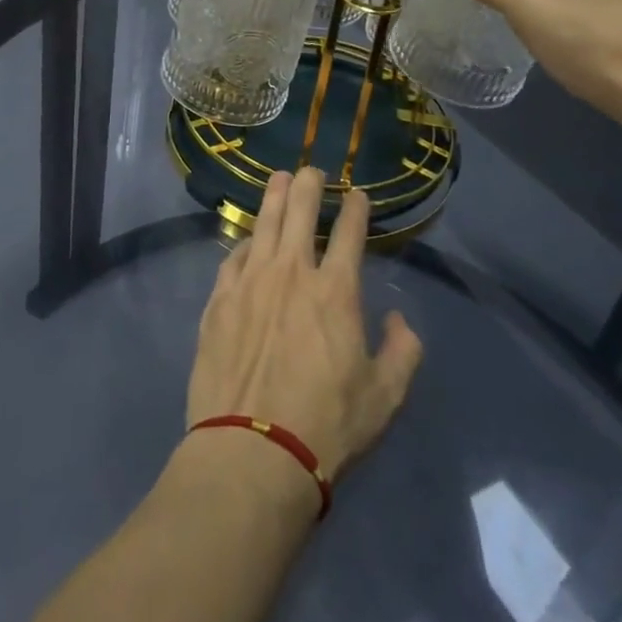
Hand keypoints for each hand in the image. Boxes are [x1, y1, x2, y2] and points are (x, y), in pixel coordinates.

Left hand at [186, 169, 422, 484]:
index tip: (357, 195)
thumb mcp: (385, 397)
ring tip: (279, 179)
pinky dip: (245, 241)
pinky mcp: (218, 300)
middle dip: (309, 184)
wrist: (252, 449)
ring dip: (274, 196)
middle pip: (300, 211)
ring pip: (263, 223)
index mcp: (335, 291)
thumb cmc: (327, 425)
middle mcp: (291, 273)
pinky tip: (248, 239)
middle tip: (312, 172)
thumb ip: (403, 352)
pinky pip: (233, 256)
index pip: (349, 233)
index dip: (355, 208)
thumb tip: (399, 321)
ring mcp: (250, 282)